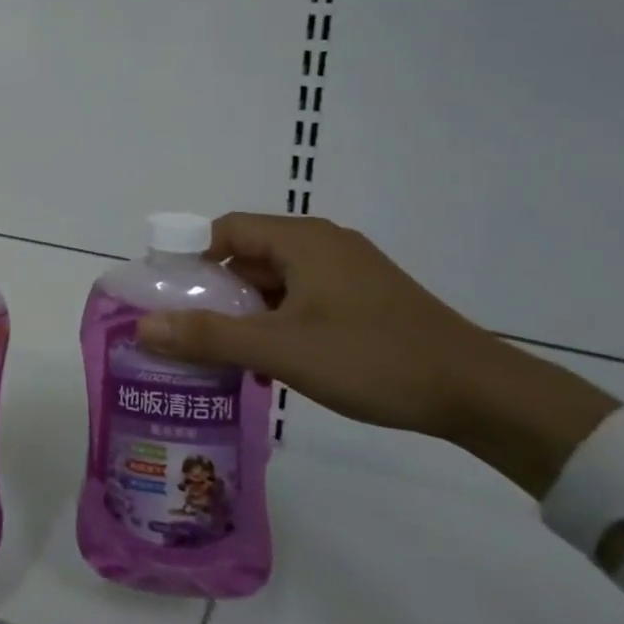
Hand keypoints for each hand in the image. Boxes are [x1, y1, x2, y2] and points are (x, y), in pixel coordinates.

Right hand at [137, 214, 618, 498]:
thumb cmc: (372, 359)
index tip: (170, 296)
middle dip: (217, 293)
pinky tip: (275, 365)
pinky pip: (304, 299)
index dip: (191, 258)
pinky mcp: (365, 298)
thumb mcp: (281, 350)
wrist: (480, 394)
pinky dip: (279, 323)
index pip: (225, 229)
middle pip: (248, 255)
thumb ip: (209, 337)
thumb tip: (143, 327)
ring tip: (228, 356)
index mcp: (302, 239)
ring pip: (276, 282)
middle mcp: (323, 244)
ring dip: (248, 314)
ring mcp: (348, 271)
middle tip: (192, 332)